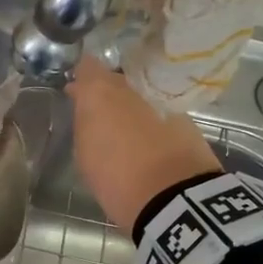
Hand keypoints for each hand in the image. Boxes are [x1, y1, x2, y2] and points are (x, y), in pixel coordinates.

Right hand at [68, 55, 220, 235]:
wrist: (172, 197)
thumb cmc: (115, 178)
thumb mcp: (85, 153)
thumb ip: (84, 123)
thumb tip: (86, 108)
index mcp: (100, 93)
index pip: (88, 66)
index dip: (82, 75)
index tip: (76, 90)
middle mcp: (132, 88)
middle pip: (116, 79)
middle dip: (106, 91)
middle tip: (99, 113)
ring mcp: (161, 100)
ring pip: (140, 95)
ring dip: (131, 106)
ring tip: (125, 130)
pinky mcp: (186, 117)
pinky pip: (160, 111)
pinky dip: (152, 120)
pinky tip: (149, 141)